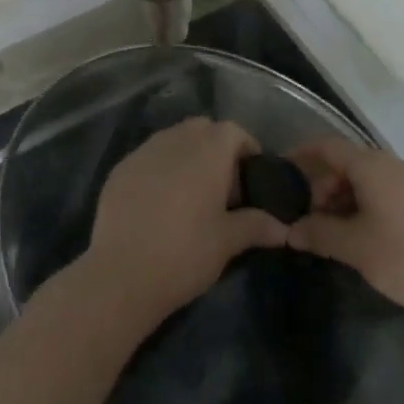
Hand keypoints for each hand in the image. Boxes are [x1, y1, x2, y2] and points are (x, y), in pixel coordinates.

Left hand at [84, 117, 289, 326]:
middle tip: (222, 188)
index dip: (246, 149)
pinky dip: (160, 170)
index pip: (234, 131)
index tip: (250, 179)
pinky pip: (148, 157)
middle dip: (216, 150)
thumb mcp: (228, 242)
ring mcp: (143, 151)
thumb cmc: (186, 252)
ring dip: (187, 157)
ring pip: (173, 140)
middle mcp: (175, 139)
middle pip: (203, 129)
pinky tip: (159, 205)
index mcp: (208, 149)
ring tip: (191, 197)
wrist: (122, 274)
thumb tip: (283, 228)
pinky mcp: (120, 168)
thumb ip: (257, 226)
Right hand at [288, 138, 403, 332]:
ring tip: (327, 234)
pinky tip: (358, 240)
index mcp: (373, 166)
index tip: (280, 171)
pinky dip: (363, 209)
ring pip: (366, 182)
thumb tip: (290, 230)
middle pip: (346, 164)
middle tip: (304, 218)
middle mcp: (392, 167)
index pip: (328, 146)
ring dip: (342, 201)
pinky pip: (383, 196)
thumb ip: (319, 234)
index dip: (302, 155)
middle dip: (321, 186)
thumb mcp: (355, 247)